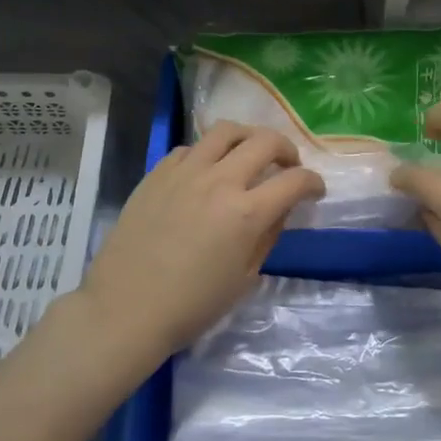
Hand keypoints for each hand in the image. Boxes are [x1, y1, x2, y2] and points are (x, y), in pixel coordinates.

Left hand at [78, 122, 324, 361]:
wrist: (125, 309)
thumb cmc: (191, 306)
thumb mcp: (244, 278)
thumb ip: (267, 236)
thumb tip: (278, 209)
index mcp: (246, 213)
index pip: (295, 181)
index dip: (313, 182)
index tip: (315, 190)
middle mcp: (220, 181)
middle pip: (265, 141)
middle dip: (287, 150)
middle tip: (288, 165)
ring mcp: (185, 172)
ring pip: (226, 130)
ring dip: (248, 138)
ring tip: (249, 153)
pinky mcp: (158, 172)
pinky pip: (190, 148)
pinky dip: (207, 154)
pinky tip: (206, 172)